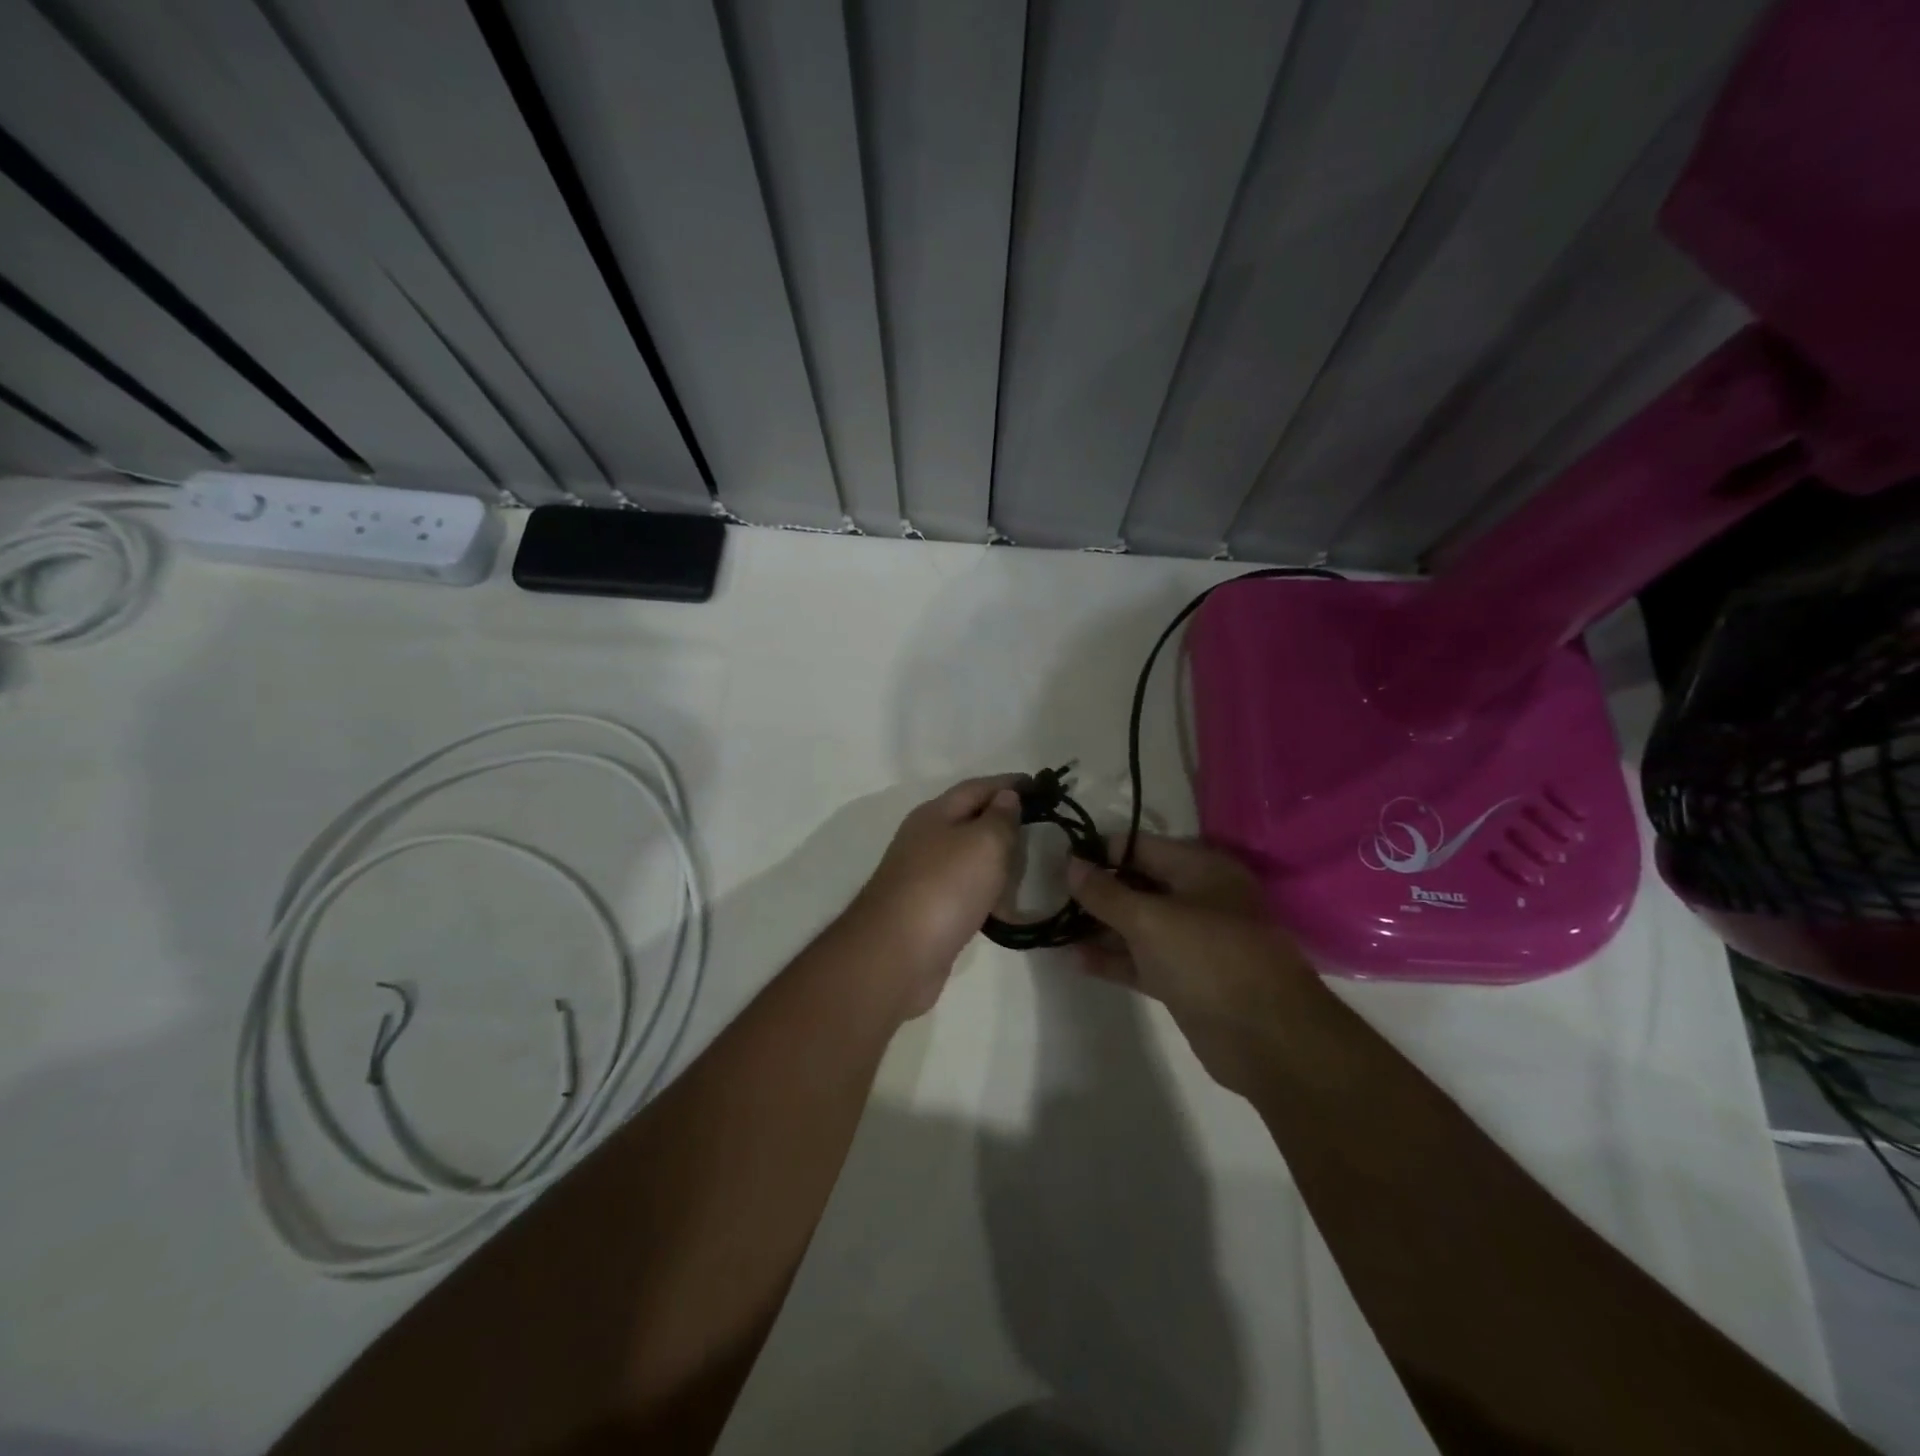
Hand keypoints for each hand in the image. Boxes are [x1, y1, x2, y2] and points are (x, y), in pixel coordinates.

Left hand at [848, 776, 1023, 1018]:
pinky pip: (965, 891)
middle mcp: (925, 839)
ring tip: (1030, 866)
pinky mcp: (927, 911)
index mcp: (935, 813)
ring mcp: (923, 876)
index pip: (978, 787)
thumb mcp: (984, 843)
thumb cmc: (944, 887)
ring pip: (968, 857)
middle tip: (1043, 829)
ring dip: (997, 859)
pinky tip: (1005, 905)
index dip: (1010, 783)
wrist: (896, 955)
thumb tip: (1006, 796)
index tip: (1043, 788)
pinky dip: (987, 892)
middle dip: (1004, 821)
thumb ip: (1000, 817)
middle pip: (970, 820)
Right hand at [1066, 835, 1322, 1094]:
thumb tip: (1070, 863)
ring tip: (1052, 926)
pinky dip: (1113, 958)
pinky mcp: (1185, 979)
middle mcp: (1198, 898)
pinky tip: (1074, 960)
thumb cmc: (1210, 959)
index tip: (1059, 859)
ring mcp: (1192, 941)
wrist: (1268, 1039)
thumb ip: (1106, 893)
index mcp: (1200, 869)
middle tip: (1049, 893)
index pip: (1140, 846)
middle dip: (1096, 889)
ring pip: (1137, 924)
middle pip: (1137, 884)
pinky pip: (1141, 959)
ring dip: (1099, 926)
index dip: (1099, 850)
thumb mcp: (1151, 919)